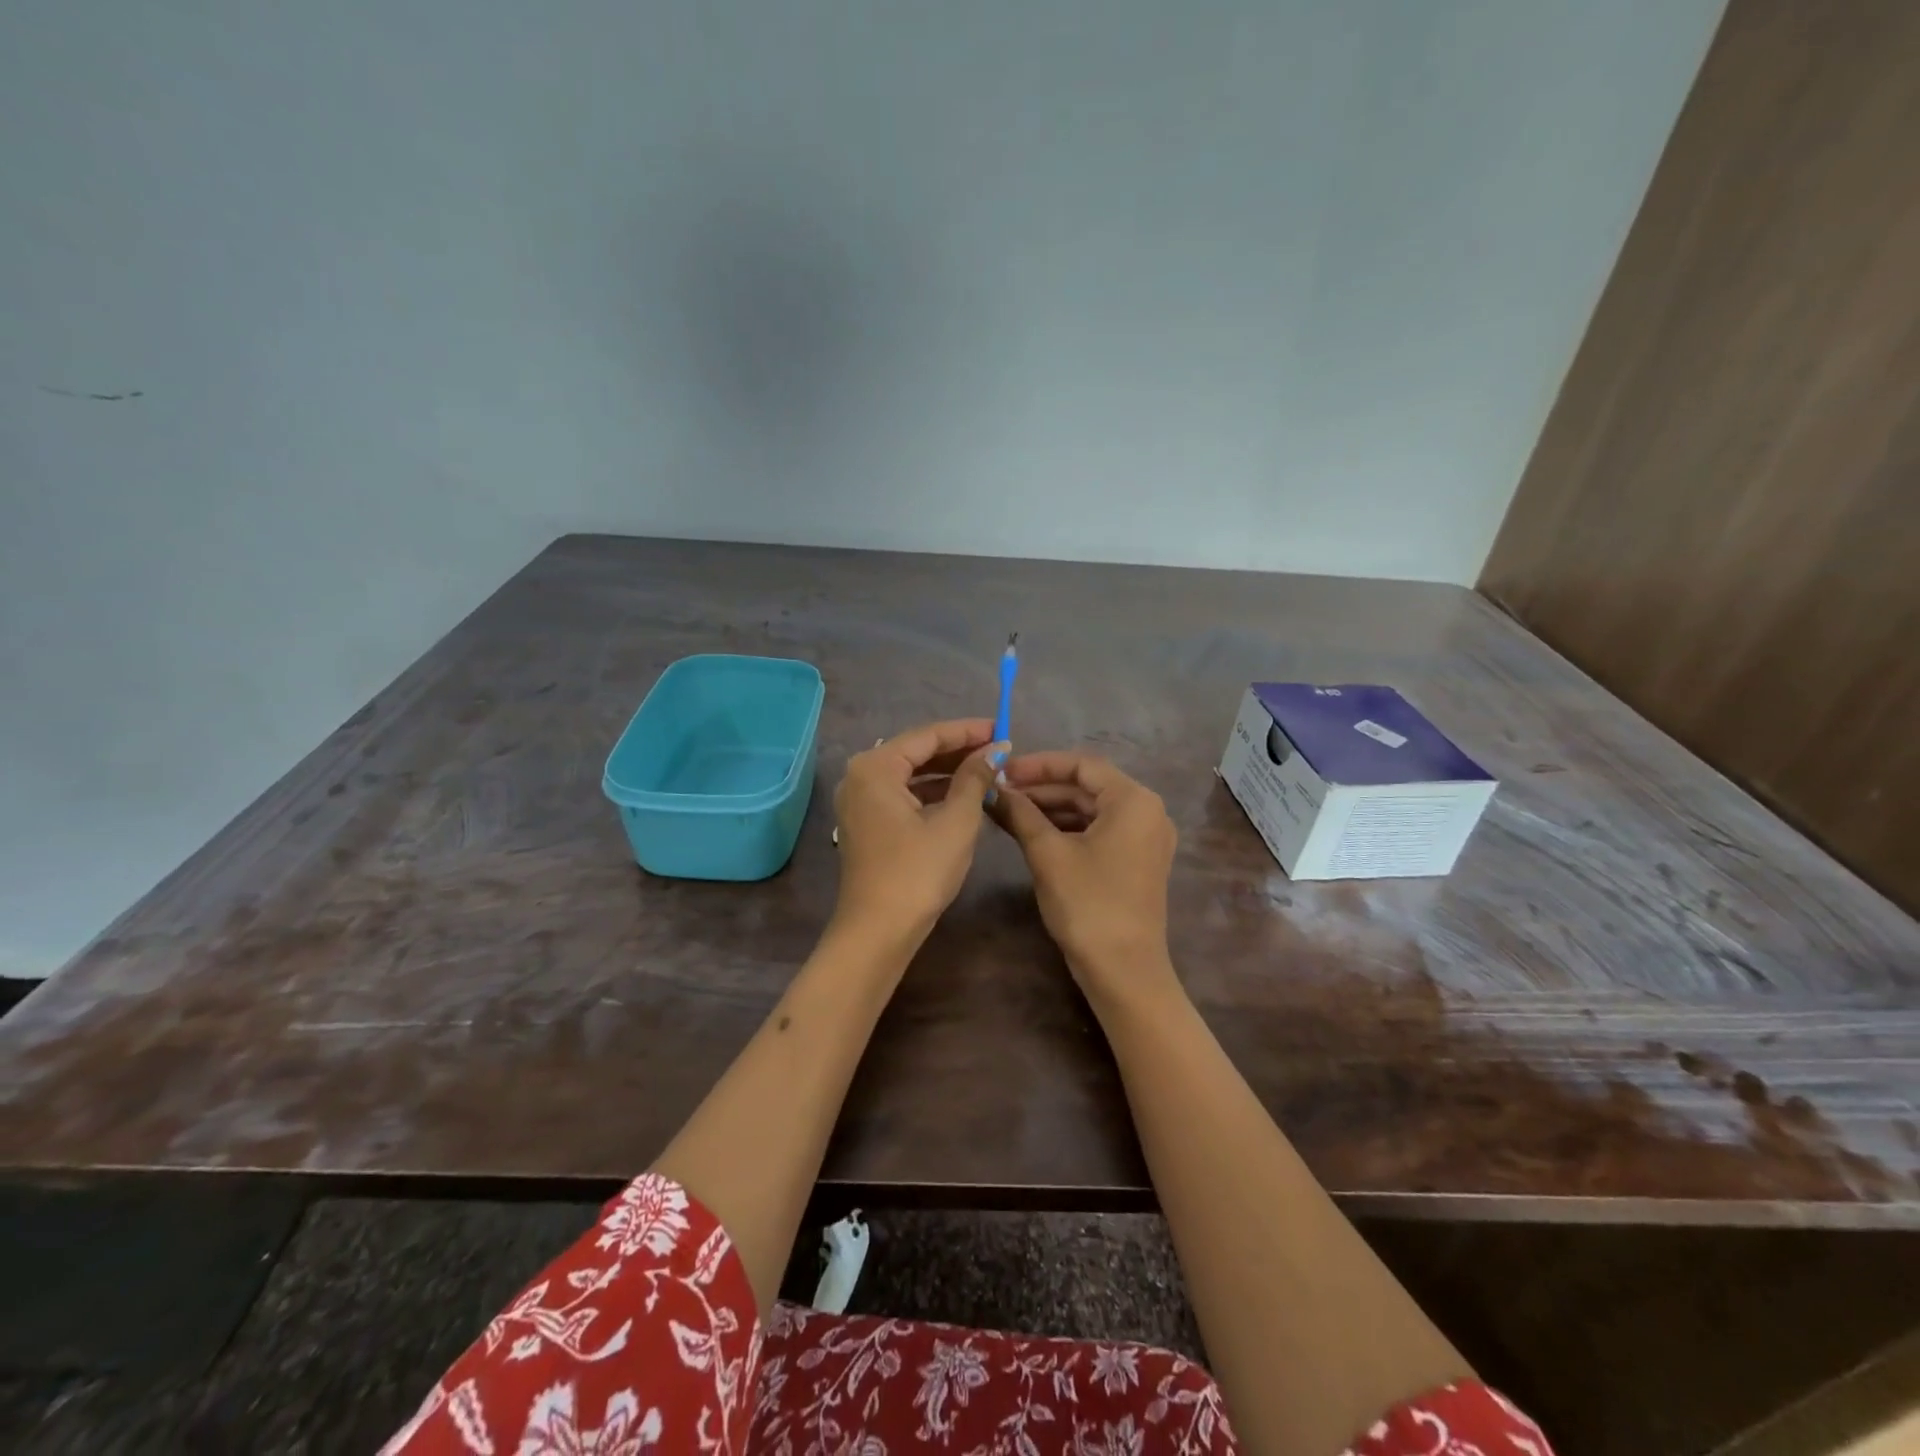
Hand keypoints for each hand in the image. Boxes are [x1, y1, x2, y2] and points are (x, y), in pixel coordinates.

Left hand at [832, 719, 1005, 945]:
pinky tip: (962, 795)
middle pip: (916, 751)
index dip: (967, 731)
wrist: (878, 932)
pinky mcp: (866, 823)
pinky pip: (903, 794)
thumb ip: (975, 778)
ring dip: (947, 772)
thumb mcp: (956, 821)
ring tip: (988, 770)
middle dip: (958, 750)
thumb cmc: (918, 872)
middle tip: (998, 749)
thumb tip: (995, 750)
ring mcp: (860, 801)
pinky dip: (932, 792)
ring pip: (910, 774)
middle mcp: (860, 776)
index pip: (928, 736)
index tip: (1002, 728)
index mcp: (876, 767)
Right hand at [990, 752, 1180, 996]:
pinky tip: (1032, 833)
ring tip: (1008, 811)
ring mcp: (1145, 838)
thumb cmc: (1087, 904)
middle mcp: (1147, 812)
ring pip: (1091, 810)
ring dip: (1051, 809)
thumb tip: (993, 789)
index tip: (1003, 771)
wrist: (1123, 972)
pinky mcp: (1137, 862)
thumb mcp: (1048, 854)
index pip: (1082, 765)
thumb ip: (1020, 814)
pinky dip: (1067, 829)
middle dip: (1042, 788)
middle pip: (1088, 787)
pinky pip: (1099, 831)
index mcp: (1134, 801)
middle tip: (1000, 792)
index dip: (1039, 765)